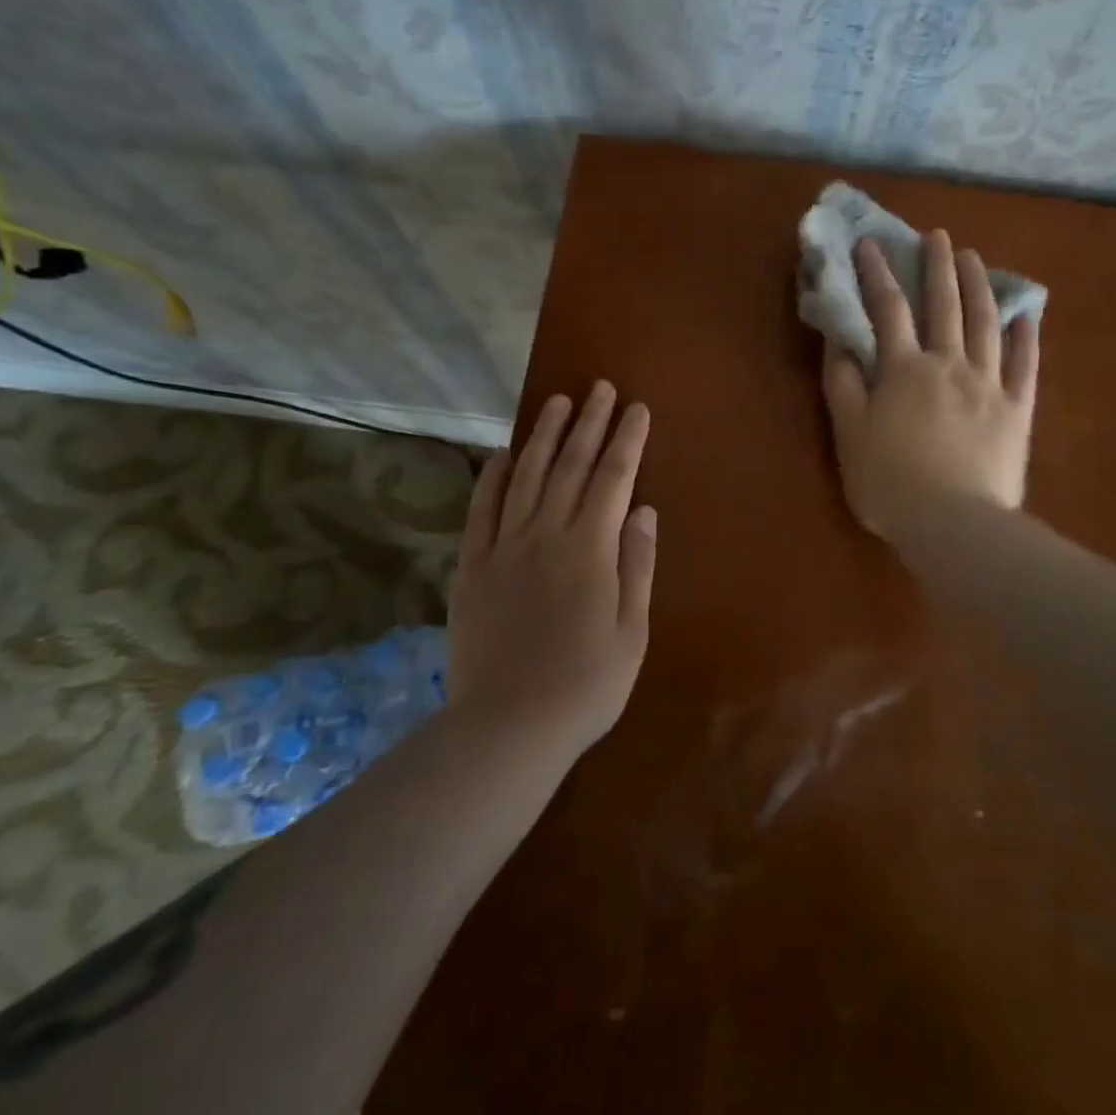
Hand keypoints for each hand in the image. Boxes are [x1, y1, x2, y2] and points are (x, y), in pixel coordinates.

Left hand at [447, 381, 655, 758]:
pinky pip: (482, 510)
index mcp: (590, 549)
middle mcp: (546, 534)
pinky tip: (504, 453)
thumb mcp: (632, 631)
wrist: (508, 726)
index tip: (636, 408)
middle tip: (600, 387)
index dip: (627, 440)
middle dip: (589, 423)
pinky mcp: (472, 567)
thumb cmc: (586, 685)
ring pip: (527, 477)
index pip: (613, 478)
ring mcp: (504, 548)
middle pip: (571, 466)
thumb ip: (636, 565)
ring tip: (558, 402)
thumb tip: (642, 510)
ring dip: (545, 436)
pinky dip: (493, 477)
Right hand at [821, 230, 1038, 541]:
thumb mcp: (849, 435)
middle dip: (937, 266)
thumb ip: (842, 385)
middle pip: (943, 305)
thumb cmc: (890, 483)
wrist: (954, 523)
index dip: (877, 273)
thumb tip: (839, 341)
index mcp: (904, 370)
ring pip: (985, 323)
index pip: (887, 309)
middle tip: (936, 235)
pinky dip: (1025, 335)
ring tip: (974, 258)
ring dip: (978, 286)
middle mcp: (948, 364)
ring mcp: (988, 384)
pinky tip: (1027, 313)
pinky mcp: (1016, 409)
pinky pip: (1024, 364)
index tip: (870, 243)